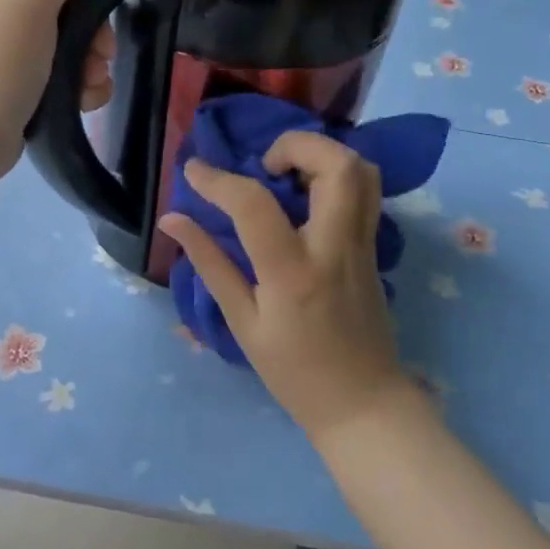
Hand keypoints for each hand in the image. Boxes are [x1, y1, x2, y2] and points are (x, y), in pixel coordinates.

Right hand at [160, 131, 412, 440]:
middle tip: (265, 166)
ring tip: (288, 175)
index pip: (254, 204)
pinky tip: (308, 196)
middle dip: (296, 145)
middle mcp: (335, 248)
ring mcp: (364, 245)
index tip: (193, 170)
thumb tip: (173, 220)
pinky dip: (337, 175)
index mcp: (293, 272)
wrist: (363, 404)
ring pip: (363, 171)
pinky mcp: (376, 248)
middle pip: (337, 165)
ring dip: (323, 155)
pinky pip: (366, 191)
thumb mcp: (242, 322)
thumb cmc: (294, 372)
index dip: (217, 180)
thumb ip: (210, 264)